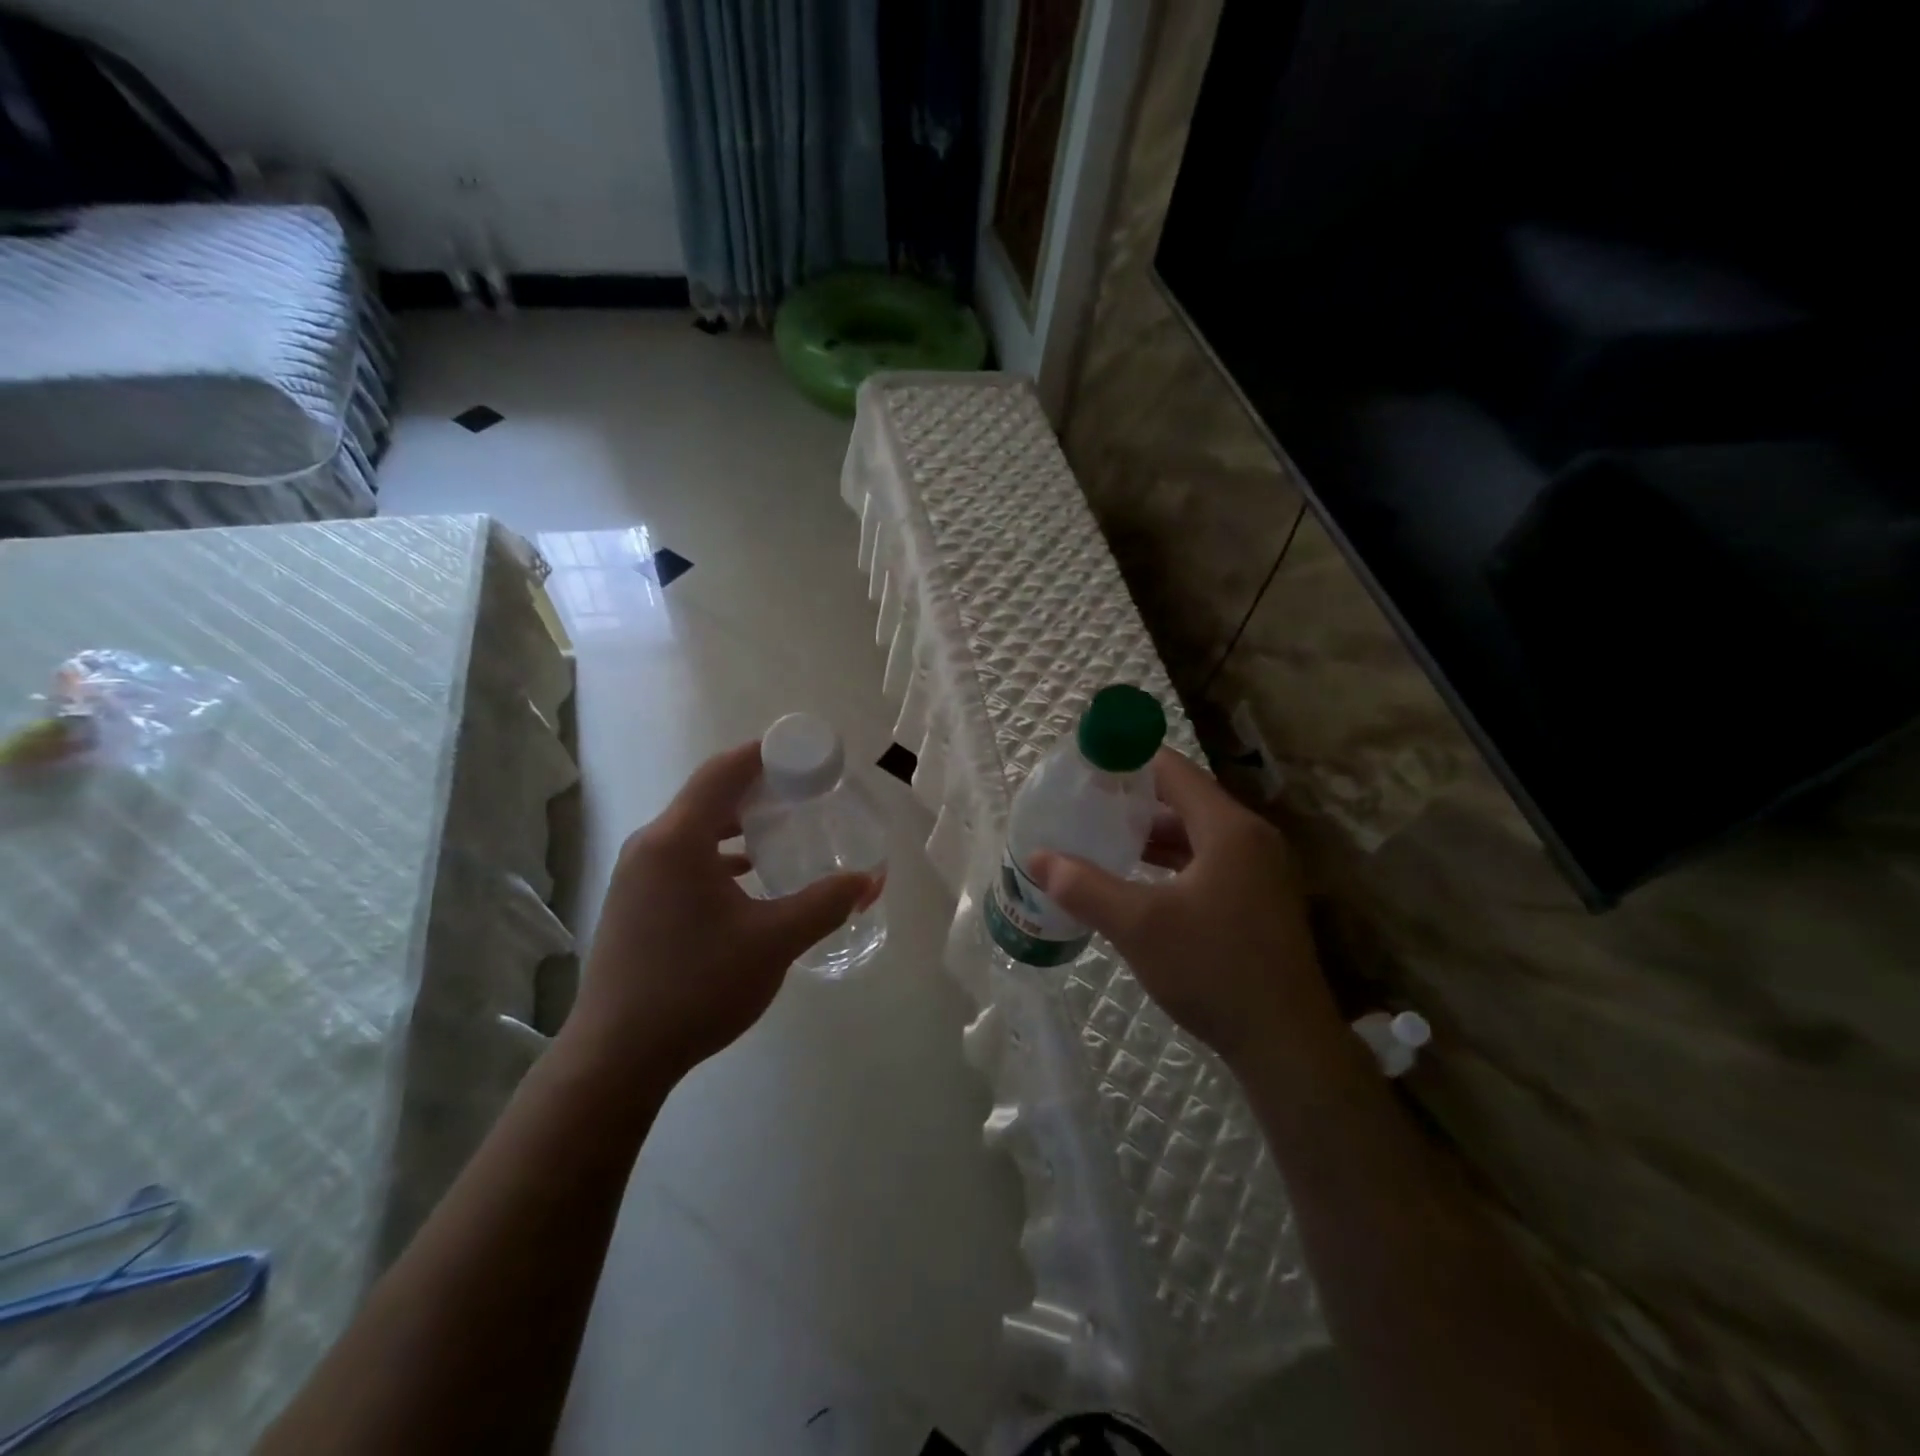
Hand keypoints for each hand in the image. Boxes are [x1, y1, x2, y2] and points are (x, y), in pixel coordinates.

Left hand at [562, 743, 880, 1085]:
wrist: (617, 1057)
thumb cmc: (697, 986)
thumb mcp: (774, 942)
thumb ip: (826, 904)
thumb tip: (872, 880)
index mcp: (677, 839)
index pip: (725, 771)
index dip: (767, 753)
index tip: (808, 754)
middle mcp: (650, 845)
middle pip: (709, 794)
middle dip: (759, 787)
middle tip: (807, 791)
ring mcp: (637, 874)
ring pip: (695, 827)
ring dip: (739, 821)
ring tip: (784, 828)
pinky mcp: (634, 901)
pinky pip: (683, 855)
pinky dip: (719, 852)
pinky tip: (748, 876)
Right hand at [1030, 749, 1343, 1073]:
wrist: (1285, 1044)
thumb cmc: (1213, 969)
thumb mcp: (1138, 925)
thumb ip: (1085, 887)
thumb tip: (1037, 858)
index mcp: (1229, 829)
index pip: (1173, 771)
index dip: (1128, 760)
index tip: (1086, 765)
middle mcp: (1250, 840)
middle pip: (1184, 800)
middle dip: (1134, 800)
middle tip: (1086, 804)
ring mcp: (1259, 872)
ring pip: (1196, 835)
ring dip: (1151, 835)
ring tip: (1102, 838)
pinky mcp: (1258, 902)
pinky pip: (1207, 863)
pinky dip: (1171, 863)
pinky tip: (1138, 880)